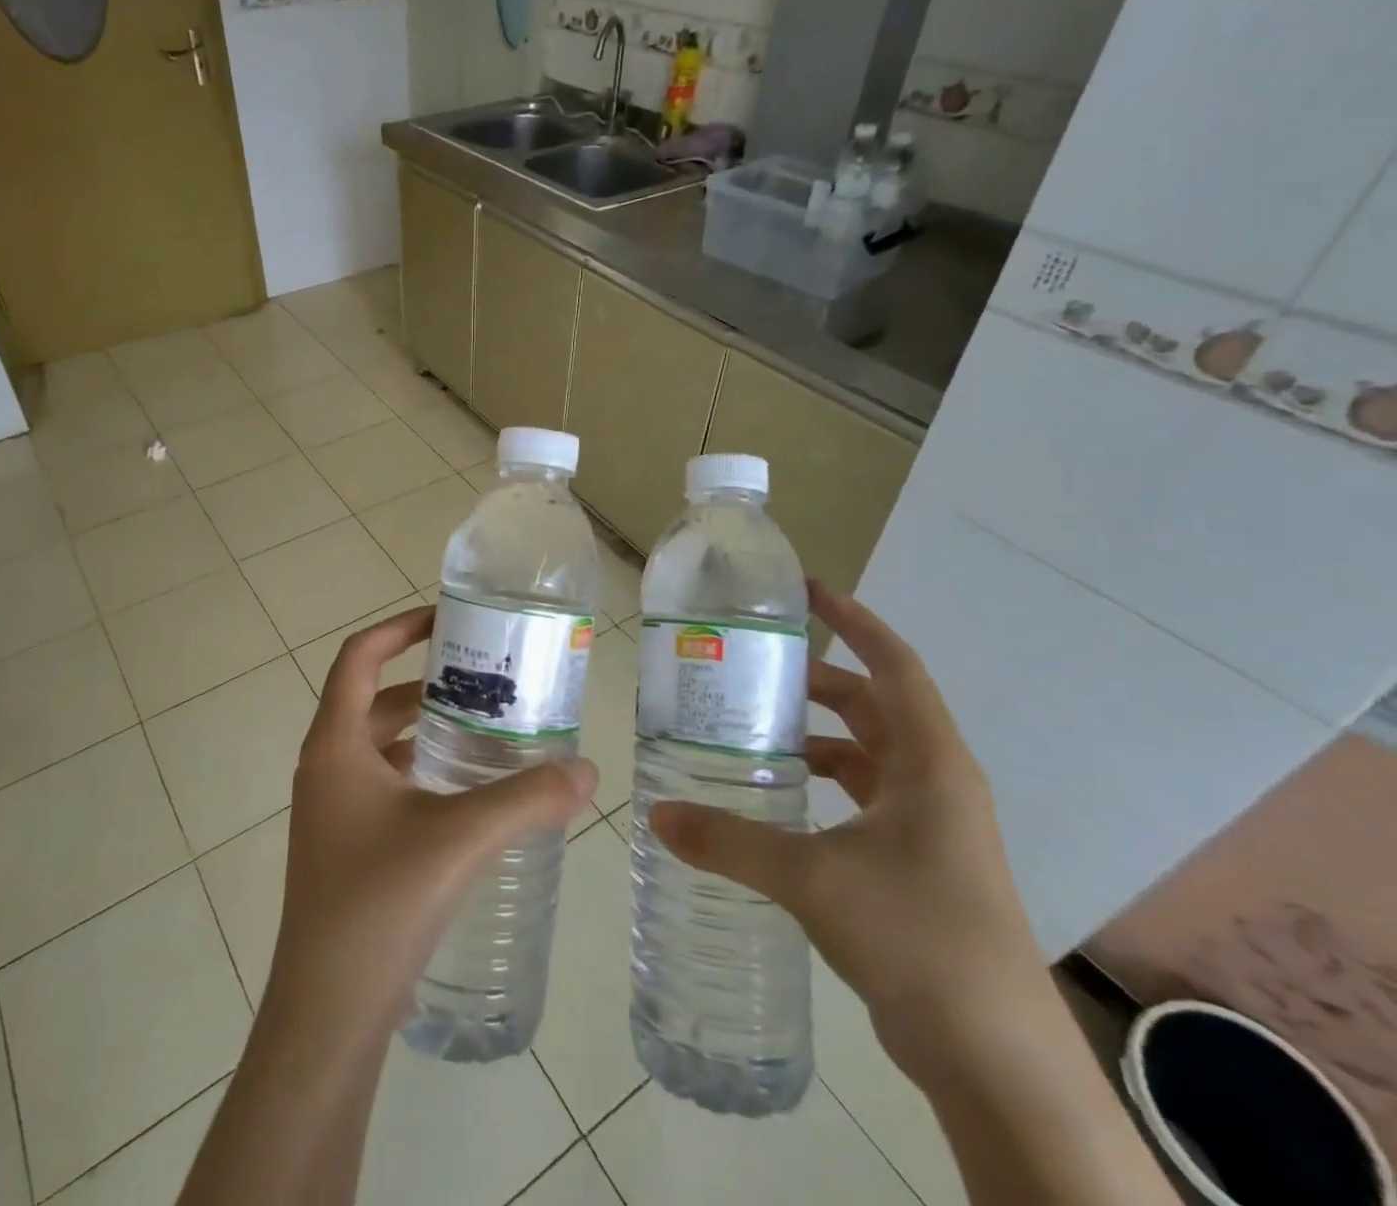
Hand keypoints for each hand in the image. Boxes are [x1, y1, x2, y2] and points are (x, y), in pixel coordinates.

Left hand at [265, 607, 597, 1036]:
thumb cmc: (380, 905)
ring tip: (484, 728)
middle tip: (483, 679)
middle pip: (373, 698)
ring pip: (379, 744)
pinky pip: (382, 782)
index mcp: (335, 745)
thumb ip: (527, 799)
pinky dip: (419, 770)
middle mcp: (325, 766)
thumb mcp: (460, 839)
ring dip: (424, 729)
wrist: (327, 1014)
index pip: (358, 657)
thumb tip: (587, 771)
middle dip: (426, 682)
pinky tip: (464, 792)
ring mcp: (331, 809)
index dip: (398, 628)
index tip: (446, 619)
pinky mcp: (344, 844)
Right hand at [649, 582, 1042, 1083]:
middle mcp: (936, 784)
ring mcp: (931, 827)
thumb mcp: (811, 878)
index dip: (855, 622)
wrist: (996, 1059)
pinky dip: (825, 786)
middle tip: (756, 667)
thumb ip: (730, 842)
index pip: (894, 667)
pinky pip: (865, 801)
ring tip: (755, 730)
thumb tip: (657, 817)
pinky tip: (780, 800)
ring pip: (868, 757)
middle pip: (875, 707)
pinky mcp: (919, 865)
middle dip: (819, 681)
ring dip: (819, 737)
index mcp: (929, 764)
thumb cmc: (917, 937)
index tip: (809, 593)